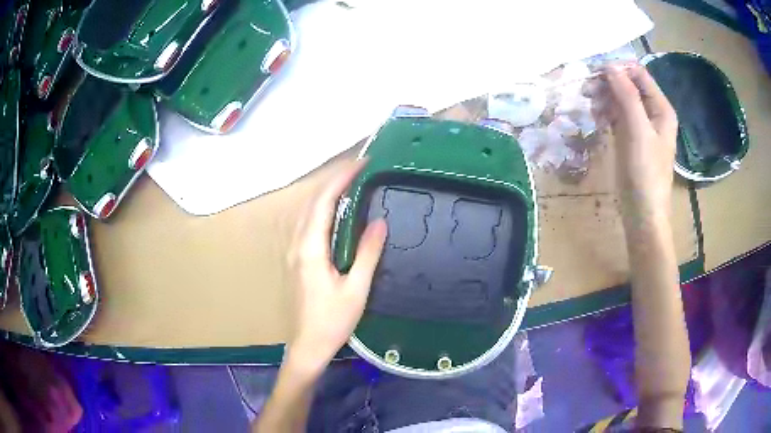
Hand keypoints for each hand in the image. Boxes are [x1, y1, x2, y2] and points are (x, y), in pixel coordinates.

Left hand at [286, 159, 386, 370]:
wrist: (309, 344)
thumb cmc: (332, 320)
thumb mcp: (356, 289)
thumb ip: (366, 253)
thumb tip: (380, 222)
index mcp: (311, 248)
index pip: (324, 203)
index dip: (340, 180)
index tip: (360, 164)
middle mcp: (298, 244)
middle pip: (313, 203)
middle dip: (334, 181)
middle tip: (359, 168)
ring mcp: (294, 252)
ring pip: (308, 212)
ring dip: (327, 193)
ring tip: (351, 183)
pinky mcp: (297, 260)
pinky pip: (309, 225)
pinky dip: (323, 209)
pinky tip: (337, 211)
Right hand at [595, 65, 677, 221]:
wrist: (642, 212)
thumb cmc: (645, 173)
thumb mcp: (637, 131)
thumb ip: (626, 96)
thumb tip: (609, 66)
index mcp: (661, 108)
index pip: (639, 74)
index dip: (618, 69)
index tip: (594, 74)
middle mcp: (653, 112)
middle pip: (628, 85)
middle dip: (608, 84)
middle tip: (586, 92)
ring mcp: (641, 125)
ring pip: (620, 99)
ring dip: (604, 99)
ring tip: (591, 109)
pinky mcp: (630, 137)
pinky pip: (617, 115)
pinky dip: (605, 113)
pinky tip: (596, 119)